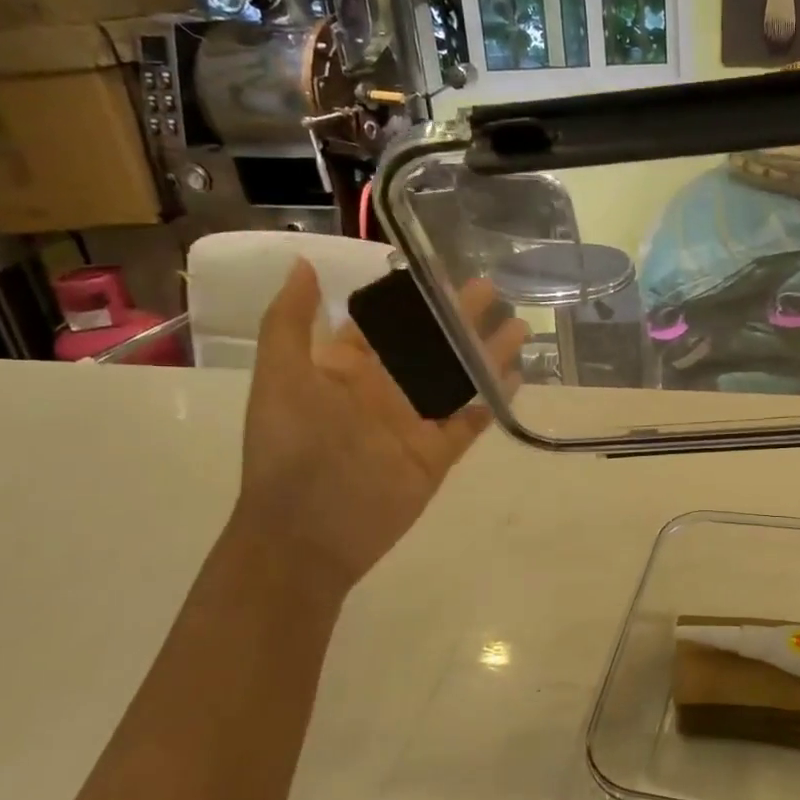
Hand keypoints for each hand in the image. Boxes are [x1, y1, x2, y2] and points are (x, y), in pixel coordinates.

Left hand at [232, 261, 526, 595]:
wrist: (306, 535)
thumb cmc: (289, 451)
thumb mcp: (280, 379)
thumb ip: (289, 323)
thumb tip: (303, 264)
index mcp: (346, 369)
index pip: (386, 323)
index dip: (411, 298)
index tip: (441, 269)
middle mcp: (384, 390)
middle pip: (430, 345)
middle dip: (459, 317)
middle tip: (492, 289)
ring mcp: (414, 422)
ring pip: (457, 377)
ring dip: (485, 352)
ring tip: (518, 327)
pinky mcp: (437, 453)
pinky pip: (470, 421)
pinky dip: (492, 400)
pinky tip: (515, 376)